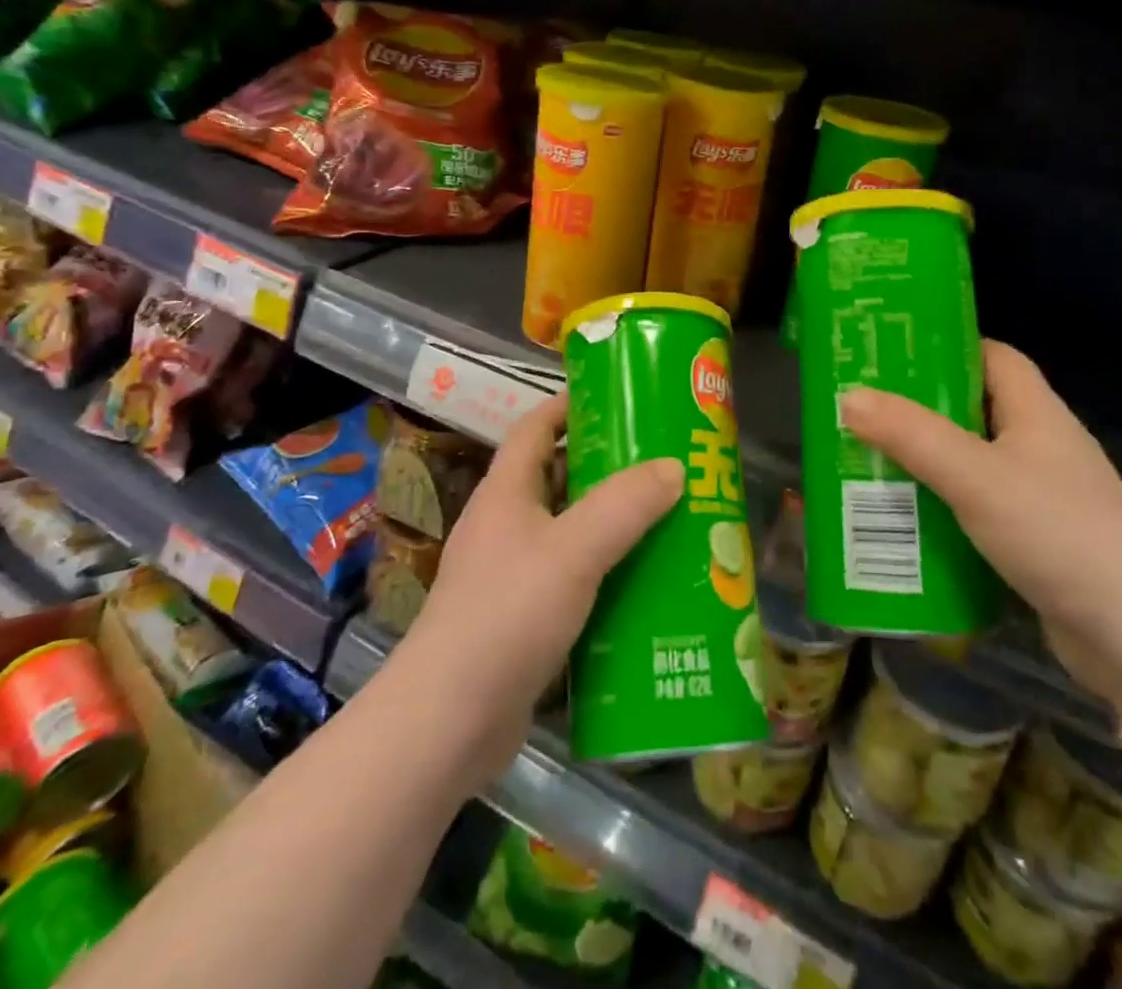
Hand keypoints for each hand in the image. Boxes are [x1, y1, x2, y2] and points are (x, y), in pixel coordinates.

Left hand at [390, 393, 682, 787]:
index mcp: (506, 493)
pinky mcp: (521, 619)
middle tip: (661, 461)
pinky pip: (571, 578)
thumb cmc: (507, 615)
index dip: (569, 406)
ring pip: (568, 531)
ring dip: (610, 522)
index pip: (534, 428)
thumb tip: (674, 467)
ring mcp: (510, 574)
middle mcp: (504, 526)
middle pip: (557, 478)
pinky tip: (643, 583)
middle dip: (605, 466)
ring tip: (665, 516)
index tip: (617, 398)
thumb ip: (625, 505)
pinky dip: (604, 571)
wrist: (448, 723)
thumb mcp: (574, 551)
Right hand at [839, 342, 1121, 699]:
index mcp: (1036, 413)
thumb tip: (849, 396)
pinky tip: (906, 527)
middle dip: (920, 413)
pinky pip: (978, 513)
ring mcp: (1042, 498)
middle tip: (863, 414)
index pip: (994, 357)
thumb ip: (910, 435)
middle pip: (974, 412)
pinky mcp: (1037, 544)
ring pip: (972, 466)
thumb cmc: (1056, 532)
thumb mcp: (973, 476)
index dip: (948, 348)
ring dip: (926, 467)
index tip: (894, 356)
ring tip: (868, 467)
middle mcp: (1041, 447)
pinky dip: (943, 514)